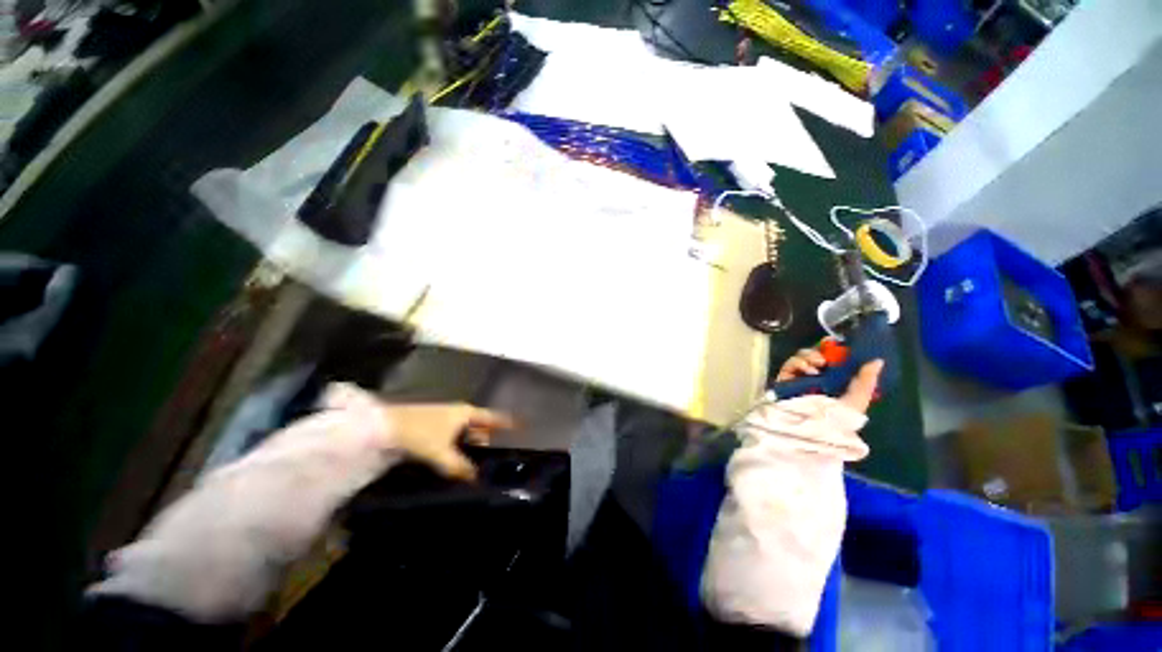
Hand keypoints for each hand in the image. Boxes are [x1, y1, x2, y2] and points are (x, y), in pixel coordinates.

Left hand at [381, 403, 515, 480]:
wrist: (384, 426)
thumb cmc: (419, 433)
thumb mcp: (440, 452)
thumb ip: (459, 466)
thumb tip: (475, 479)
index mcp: (466, 413)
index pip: (493, 417)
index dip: (506, 422)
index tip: (521, 427)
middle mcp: (459, 413)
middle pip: (480, 427)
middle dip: (487, 441)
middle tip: (495, 459)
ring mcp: (446, 419)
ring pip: (466, 434)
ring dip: (471, 447)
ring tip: (477, 465)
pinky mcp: (434, 427)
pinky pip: (454, 438)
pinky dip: (458, 448)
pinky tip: (456, 462)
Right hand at [775, 348, 882, 414]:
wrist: (810, 428)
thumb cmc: (836, 418)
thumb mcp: (857, 401)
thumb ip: (866, 381)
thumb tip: (877, 360)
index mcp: (835, 381)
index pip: (833, 360)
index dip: (835, 349)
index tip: (840, 343)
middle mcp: (817, 377)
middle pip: (816, 354)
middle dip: (820, 351)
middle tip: (827, 354)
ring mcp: (799, 378)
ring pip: (802, 357)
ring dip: (809, 356)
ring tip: (818, 363)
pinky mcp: (785, 379)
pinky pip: (789, 364)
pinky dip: (798, 363)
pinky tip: (807, 370)